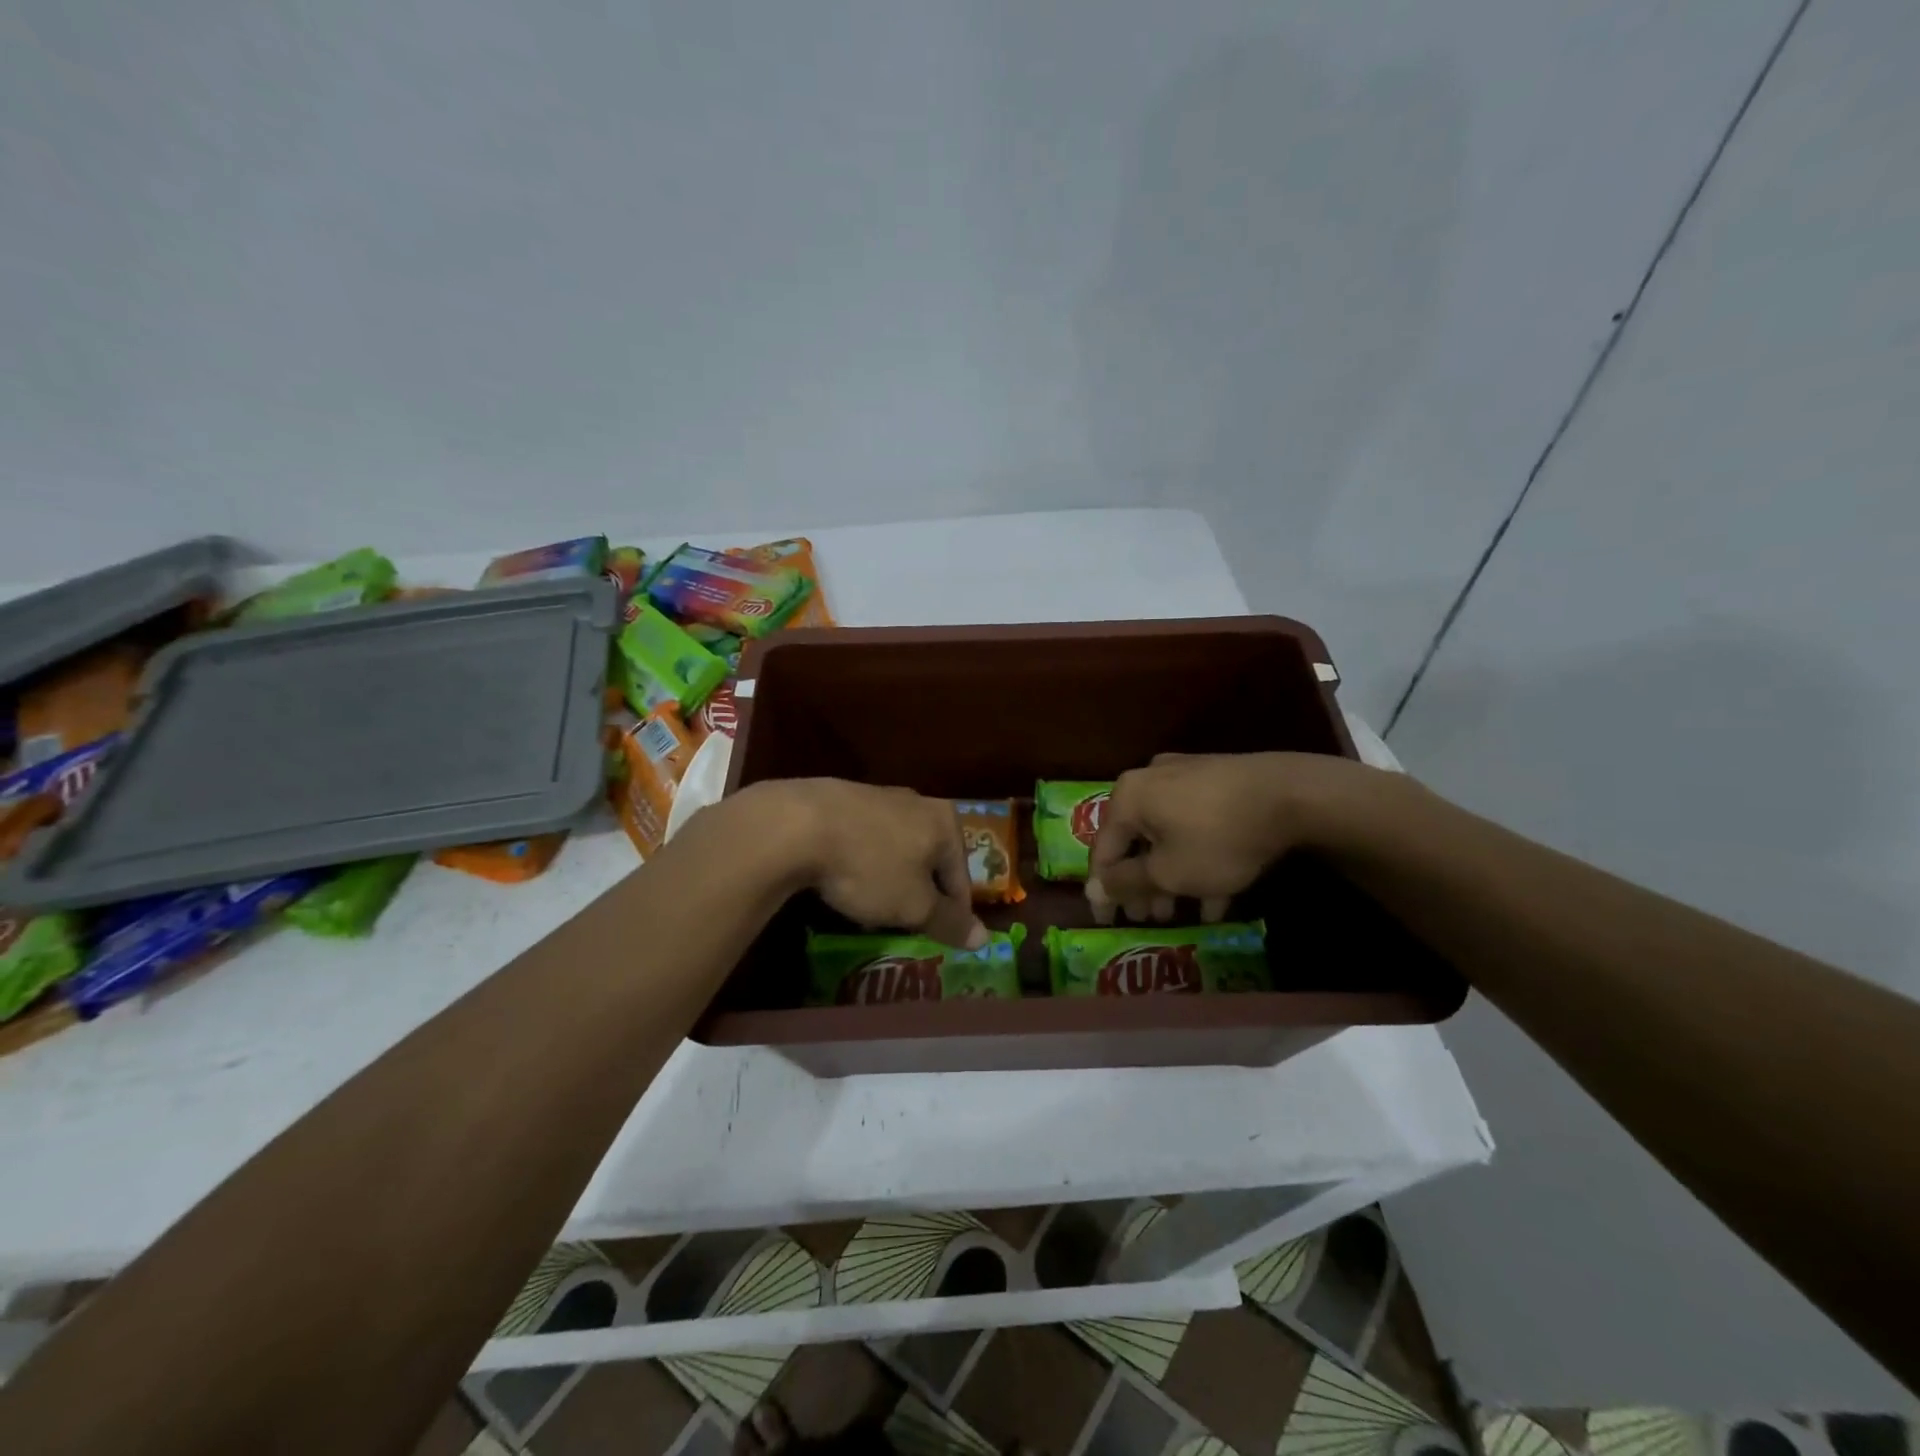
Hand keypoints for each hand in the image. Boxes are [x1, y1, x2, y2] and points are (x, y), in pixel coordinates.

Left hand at [733, 779, 987, 947]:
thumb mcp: (914, 906)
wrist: (797, 825)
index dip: (954, 912)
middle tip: (906, 924)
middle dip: (920, 892)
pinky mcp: (841, 798)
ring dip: (890, 877)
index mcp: (945, 822)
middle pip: (930, 858)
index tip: (941, 938)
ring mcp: (878, 796)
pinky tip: (843, 881)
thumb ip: (949, 921)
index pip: (962, 877)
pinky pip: (864, 838)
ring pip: (896, 847)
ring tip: (872, 907)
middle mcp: (917, 802)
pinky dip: (862, 861)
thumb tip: (984, 939)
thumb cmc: (870, 867)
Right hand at [1087, 751, 1375, 923]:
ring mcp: (1187, 777)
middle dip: (1142, 885)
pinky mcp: (1220, 783)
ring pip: (1169, 836)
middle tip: (1149, 919)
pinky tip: (1217, 898)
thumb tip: (1095, 888)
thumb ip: (1127, 882)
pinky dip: (1199, 860)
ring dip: (1172, 877)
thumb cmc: (1218, 837)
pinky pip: (1197, 827)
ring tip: (1183, 913)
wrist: (1292, 794)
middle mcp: (1150, 781)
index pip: (1103, 850)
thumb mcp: (1169, 872)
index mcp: (1128, 797)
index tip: (1106, 921)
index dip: (1102, 891)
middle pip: (1136, 841)